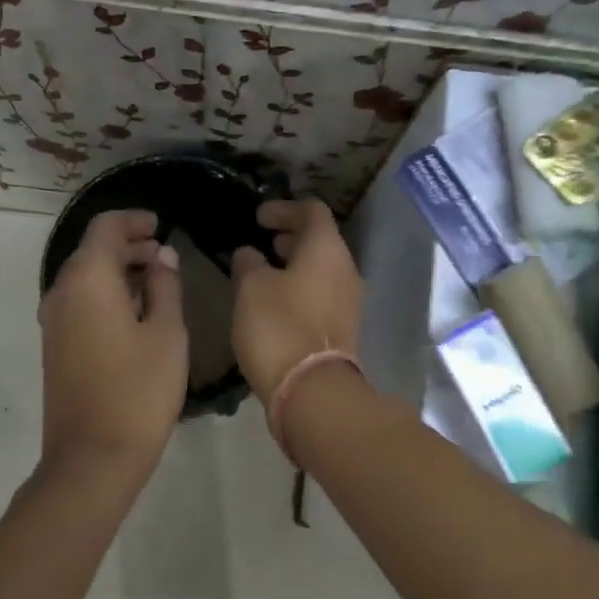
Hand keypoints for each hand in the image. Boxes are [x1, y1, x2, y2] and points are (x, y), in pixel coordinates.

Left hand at [39, 210, 185, 478]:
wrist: (93, 457)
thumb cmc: (139, 391)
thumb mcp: (167, 333)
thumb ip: (165, 286)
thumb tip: (160, 257)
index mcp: (88, 279)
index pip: (106, 227)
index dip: (134, 221)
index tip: (161, 226)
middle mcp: (61, 292)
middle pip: (92, 251)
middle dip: (128, 246)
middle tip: (164, 255)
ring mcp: (53, 322)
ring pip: (85, 278)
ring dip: (118, 272)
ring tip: (157, 283)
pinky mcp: (55, 347)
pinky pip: (80, 303)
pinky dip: (106, 295)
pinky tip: (136, 314)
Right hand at [230, 199, 361, 401]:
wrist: (312, 390)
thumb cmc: (278, 328)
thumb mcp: (251, 289)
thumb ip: (248, 264)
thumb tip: (249, 254)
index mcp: (327, 250)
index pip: (312, 211)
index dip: (283, 208)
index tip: (258, 218)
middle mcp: (346, 270)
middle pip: (321, 240)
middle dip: (291, 236)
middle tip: (263, 241)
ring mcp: (349, 301)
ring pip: (323, 269)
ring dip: (296, 264)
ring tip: (265, 271)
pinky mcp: (343, 328)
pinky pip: (322, 294)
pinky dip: (301, 288)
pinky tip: (276, 301)